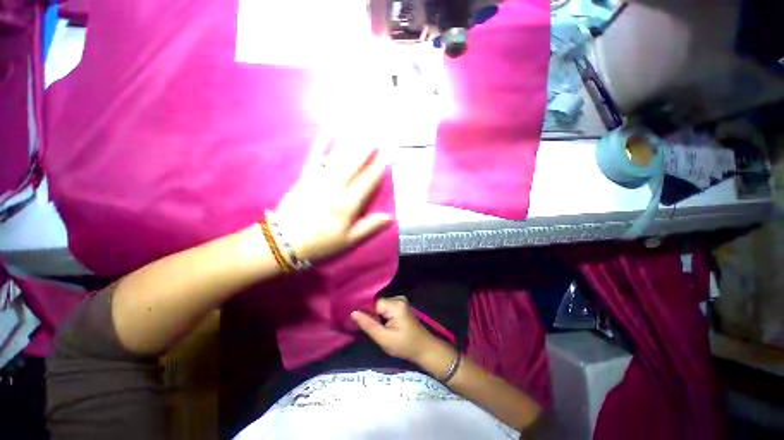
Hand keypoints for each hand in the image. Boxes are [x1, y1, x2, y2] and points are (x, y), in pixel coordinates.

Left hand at [273, 135, 393, 261]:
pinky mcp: (304, 177)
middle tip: (379, 132)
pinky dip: (321, 143)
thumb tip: (390, 217)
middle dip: (368, 147)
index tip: (391, 153)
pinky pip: (314, 157)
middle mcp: (335, 188)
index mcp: (347, 204)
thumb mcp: (348, 240)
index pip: (368, 181)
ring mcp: (318, 180)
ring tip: (361, 128)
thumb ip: (369, 227)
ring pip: (338, 157)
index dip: (380, 166)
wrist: (284, 241)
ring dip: (350, 141)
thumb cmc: (320, 242)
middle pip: (354, 164)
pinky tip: (328, 130)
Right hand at [351, 296, 441, 363]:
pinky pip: (384, 307)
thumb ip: (368, 325)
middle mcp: (397, 298)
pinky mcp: (399, 305)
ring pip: (379, 306)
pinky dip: (380, 315)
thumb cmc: (404, 345)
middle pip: (376, 304)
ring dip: (374, 315)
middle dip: (369, 314)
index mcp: (395, 304)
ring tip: (370, 326)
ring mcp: (399, 300)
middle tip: (363, 327)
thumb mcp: (384, 339)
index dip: (364, 311)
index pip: (373, 303)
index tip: (353, 320)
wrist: (423, 348)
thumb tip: (353, 312)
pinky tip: (379, 324)